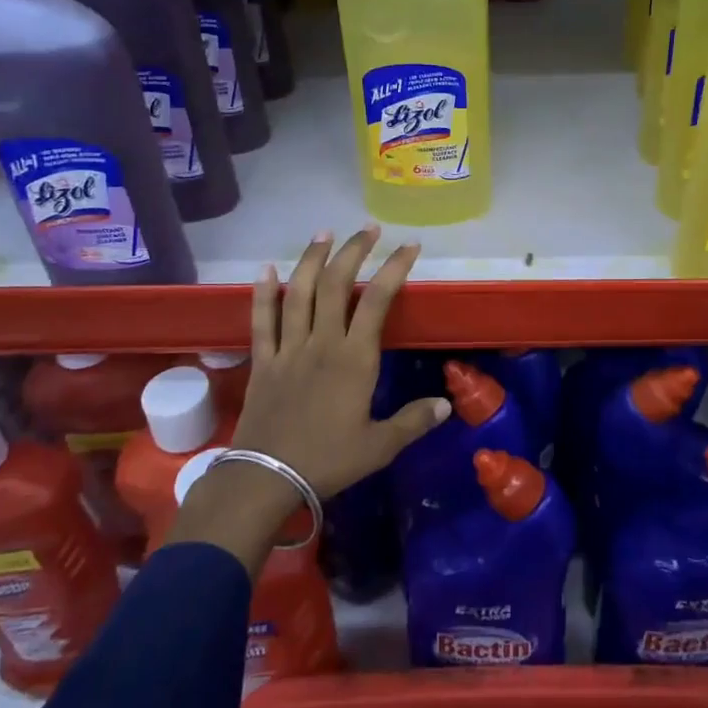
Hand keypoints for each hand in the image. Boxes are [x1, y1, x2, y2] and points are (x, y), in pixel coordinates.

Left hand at [232, 226, 449, 498]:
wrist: (266, 478)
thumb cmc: (328, 461)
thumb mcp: (379, 446)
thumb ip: (413, 421)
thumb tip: (447, 406)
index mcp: (354, 359)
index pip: (378, 301)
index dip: (394, 269)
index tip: (409, 247)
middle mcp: (322, 342)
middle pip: (337, 285)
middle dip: (354, 251)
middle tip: (368, 229)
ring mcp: (288, 348)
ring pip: (299, 293)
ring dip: (312, 259)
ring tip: (324, 233)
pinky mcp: (262, 360)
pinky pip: (261, 320)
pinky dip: (263, 293)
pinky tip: (266, 268)